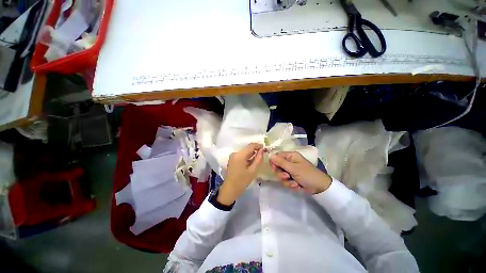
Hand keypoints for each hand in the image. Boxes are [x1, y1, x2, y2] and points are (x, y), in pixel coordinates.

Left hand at [217, 143, 264, 205]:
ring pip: (245, 152)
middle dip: (256, 150)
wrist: (230, 189)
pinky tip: (252, 162)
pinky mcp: (232, 159)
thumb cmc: (242, 181)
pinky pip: (242, 155)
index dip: (259, 145)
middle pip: (247, 148)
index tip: (265, 148)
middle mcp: (235, 153)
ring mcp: (233, 156)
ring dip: (252, 154)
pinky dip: (247, 157)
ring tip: (259, 159)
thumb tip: (262, 150)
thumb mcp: (253, 171)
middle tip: (264, 154)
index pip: (251, 146)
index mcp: (239, 155)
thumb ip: (258, 159)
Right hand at [270, 151, 331, 194]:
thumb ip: (280, 162)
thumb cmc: (307, 174)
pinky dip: (290, 184)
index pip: (277, 156)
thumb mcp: (293, 168)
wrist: (320, 188)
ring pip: (280, 175)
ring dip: (286, 181)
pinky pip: (285, 181)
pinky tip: (297, 186)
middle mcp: (289, 162)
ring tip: (294, 183)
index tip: (275, 169)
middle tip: (286, 177)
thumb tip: (270, 155)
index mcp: (290, 156)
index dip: (274, 162)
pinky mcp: (292, 178)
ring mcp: (290, 171)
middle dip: (281, 174)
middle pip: (277, 166)